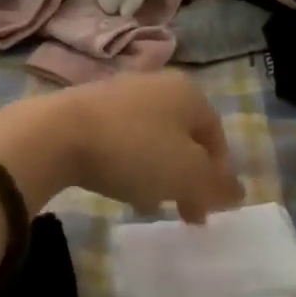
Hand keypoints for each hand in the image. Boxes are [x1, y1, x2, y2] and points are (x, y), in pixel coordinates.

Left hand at [0, 71, 243, 222]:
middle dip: (188, 176)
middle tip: (184, 212)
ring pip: (155, 137)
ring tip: (150, 202)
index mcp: (188, 93)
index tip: (207, 210)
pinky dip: (131, 161)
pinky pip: (125, 137)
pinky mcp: (92, 104)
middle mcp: (159, 84)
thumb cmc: (134, 150)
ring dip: (160, 171)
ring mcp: (123, 91)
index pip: (216, 136)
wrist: (58, 133)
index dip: (218, 175)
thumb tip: (237, 191)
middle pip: (185, 136)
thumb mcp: (187, 174)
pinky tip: (120, 184)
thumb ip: (216, 185)